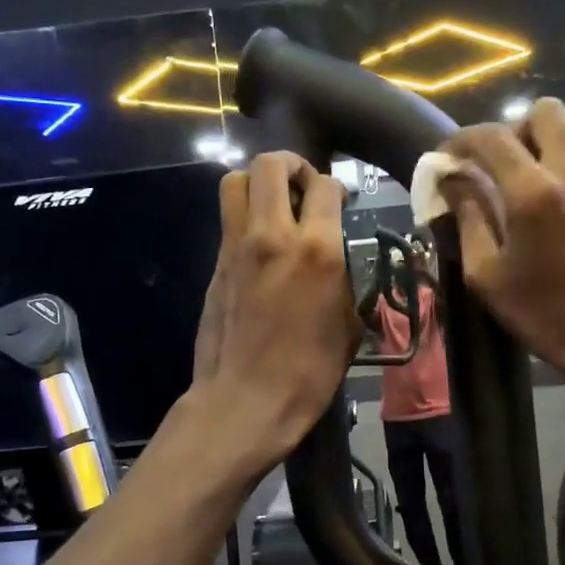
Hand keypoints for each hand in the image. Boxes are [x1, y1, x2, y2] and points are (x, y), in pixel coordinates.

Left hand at [190, 152, 359, 472]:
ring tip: (274, 203)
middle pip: (270, 165)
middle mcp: (273, 235)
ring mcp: (237, 247)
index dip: (334, 186)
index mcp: (317, 250)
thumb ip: (343, 281)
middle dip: (290, 165)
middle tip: (303, 185)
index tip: (338, 201)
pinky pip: (228, 220)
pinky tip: (260, 243)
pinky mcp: (216, 264)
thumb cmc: (309, 372)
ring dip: (257, 181)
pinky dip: (244, 216)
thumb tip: (336, 264)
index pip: (324, 186)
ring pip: (236, 181)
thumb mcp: (348, 327)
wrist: (246, 400)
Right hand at [443, 99, 564, 390]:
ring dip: (532, 144)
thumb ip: (467, 218)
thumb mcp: (486, 274)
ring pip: (564, 130)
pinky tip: (537, 201)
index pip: (490, 138)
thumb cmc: (543, 312)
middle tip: (488, 166)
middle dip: (508, 130)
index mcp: (533, 192)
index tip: (443, 160)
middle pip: (541, 112)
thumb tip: (450, 182)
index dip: (459, 142)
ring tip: (509, 182)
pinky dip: (552, 161)